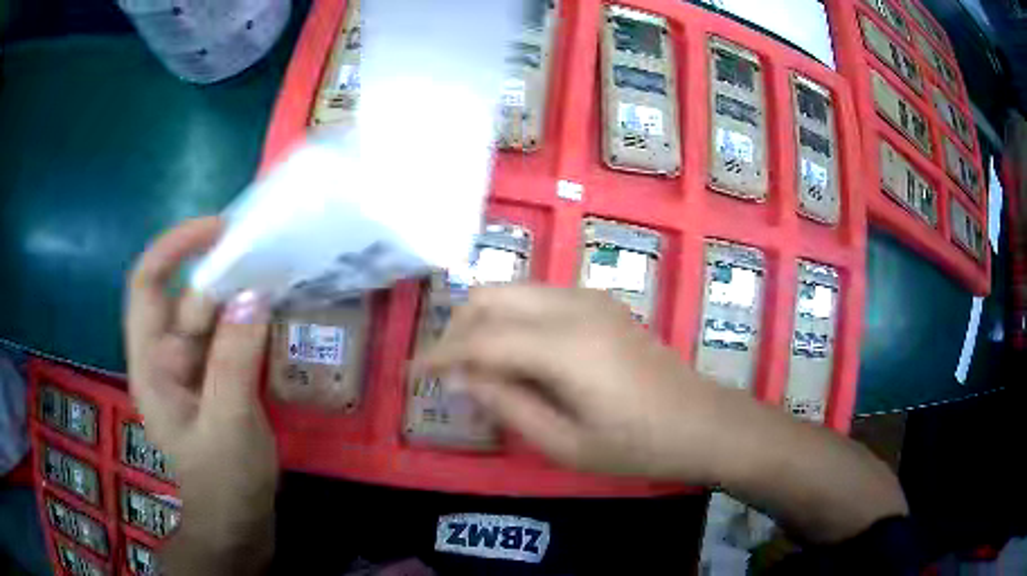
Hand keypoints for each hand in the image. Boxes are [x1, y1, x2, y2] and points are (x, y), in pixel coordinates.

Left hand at [125, 217, 276, 573]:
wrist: (238, 520)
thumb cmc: (224, 482)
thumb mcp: (228, 425)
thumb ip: (235, 361)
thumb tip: (254, 293)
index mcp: (151, 364)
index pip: (147, 284)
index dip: (174, 247)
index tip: (219, 230)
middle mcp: (166, 355)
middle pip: (183, 294)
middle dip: (218, 272)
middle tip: (265, 260)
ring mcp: (192, 365)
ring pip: (209, 311)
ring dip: (238, 291)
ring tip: (276, 275)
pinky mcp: (216, 373)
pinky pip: (229, 331)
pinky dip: (248, 315)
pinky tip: (273, 309)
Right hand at [418, 285, 906, 542]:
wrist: (701, 422)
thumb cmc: (637, 445)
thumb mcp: (564, 442)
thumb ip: (506, 403)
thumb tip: (459, 377)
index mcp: (563, 345)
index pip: (479, 339)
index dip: (438, 356)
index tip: (411, 375)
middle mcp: (571, 306)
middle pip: (490, 298)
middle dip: (456, 330)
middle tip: (446, 373)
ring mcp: (588, 298)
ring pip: (511, 291)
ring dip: (483, 321)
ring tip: (476, 367)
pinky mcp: (599, 302)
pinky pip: (536, 298)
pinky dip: (511, 319)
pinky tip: (515, 356)